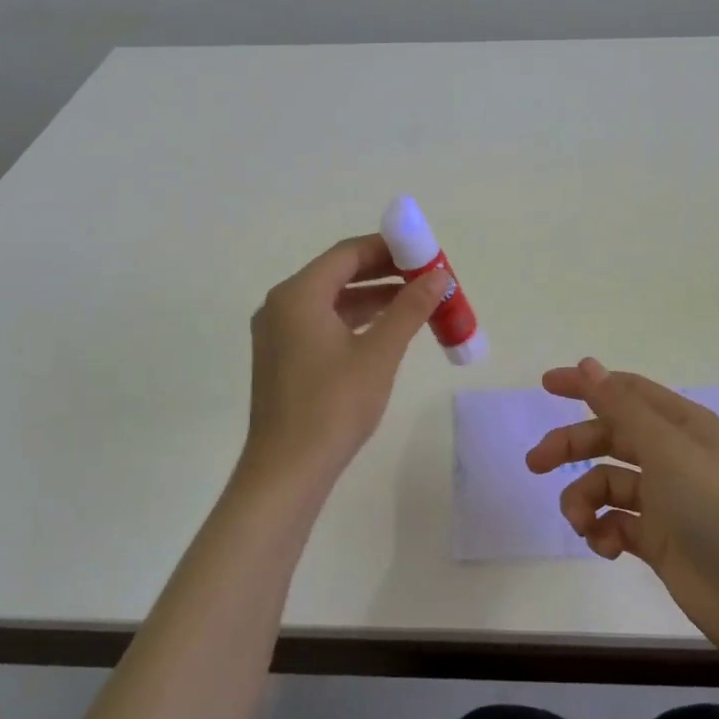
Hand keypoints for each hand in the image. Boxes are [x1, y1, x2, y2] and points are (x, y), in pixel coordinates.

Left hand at [240, 235, 450, 490]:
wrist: (287, 471)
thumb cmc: (333, 406)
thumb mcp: (379, 353)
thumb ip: (410, 308)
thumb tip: (439, 275)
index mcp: (298, 295)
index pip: (348, 253)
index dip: (389, 248)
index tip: (425, 252)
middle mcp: (282, 305)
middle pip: (339, 273)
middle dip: (384, 272)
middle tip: (426, 276)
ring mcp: (279, 333)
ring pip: (332, 300)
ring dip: (373, 298)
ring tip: (417, 301)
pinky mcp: (283, 358)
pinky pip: (323, 323)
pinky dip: (356, 321)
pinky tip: (387, 330)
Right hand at [525, 358, 718, 653]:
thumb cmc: (717, 508)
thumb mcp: (667, 449)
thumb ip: (622, 407)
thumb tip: (588, 364)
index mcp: (682, 424)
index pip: (626, 392)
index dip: (587, 385)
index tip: (545, 385)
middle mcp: (674, 456)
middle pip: (610, 438)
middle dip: (572, 447)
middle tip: (535, 463)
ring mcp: (668, 500)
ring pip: (608, 484)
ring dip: (584, 499)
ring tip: (579, 523)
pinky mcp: (661, 540)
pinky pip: (617, 523)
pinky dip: (603, 531)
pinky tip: (605, 546)